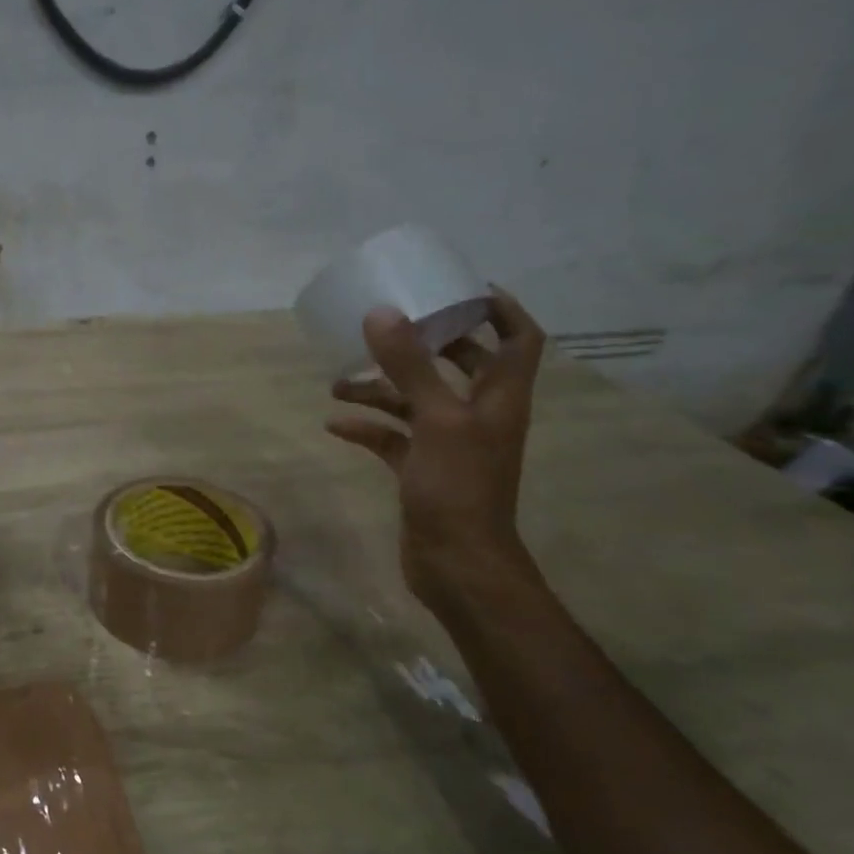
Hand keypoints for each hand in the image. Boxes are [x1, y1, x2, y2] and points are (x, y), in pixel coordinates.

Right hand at [325, 287, 545, 608]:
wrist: (457, 565)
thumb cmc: (459, 488)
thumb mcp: (437, 420)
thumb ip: (410, 367)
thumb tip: (382, 313)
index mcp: (499, 397)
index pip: (518, 338)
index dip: (498, 308)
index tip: (459, 288)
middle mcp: (478, 415)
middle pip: (460, 365)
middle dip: (424, 345)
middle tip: (388, 327)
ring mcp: (448, 445)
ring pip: (416, 402)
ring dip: (381, 389)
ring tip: (338, 382)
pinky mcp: (421, 470)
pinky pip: (392, 438)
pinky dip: (367, 428)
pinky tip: (335, 424)